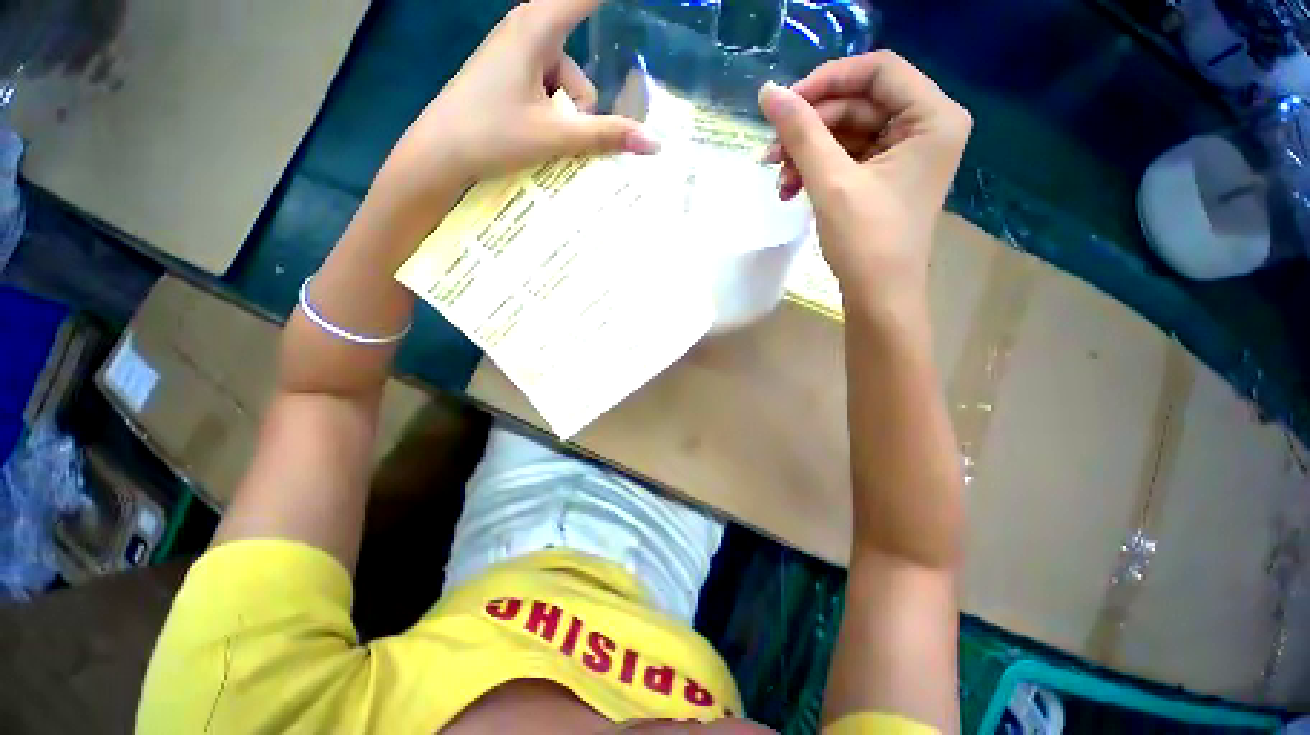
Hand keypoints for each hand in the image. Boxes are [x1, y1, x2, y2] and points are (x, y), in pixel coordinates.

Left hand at [372, 0, 657, 218]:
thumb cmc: (492, 134)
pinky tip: (535, 133)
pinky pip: (550, 90)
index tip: (644, 2)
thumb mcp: (556, 137)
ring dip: (566, 117)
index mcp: (538, 28)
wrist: (440, 152)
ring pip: (567, 85)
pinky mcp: (511, 74)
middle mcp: (529, 31)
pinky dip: (553, 115)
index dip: (609, 1)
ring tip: (543, 138)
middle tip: (566, 130)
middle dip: (581, 106)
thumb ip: (607, 137)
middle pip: (582, 65)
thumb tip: (654, 144)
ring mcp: (518, 54)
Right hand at [759, 51, 970, 316]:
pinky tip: (790, 190)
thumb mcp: (830, 182)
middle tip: (770, 152)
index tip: (785, 105)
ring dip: (807, 153)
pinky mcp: (886, 177)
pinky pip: (847, 157)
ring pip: (847, 133)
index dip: (828, 80)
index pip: (878, 70)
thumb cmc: (865, 241)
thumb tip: (768, 92)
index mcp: (933, 117)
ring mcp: (906, 153)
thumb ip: (801, 132)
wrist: (878, 297)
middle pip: (858, 103)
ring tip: (777, 181)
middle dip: (810, 128)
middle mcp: (926, 127)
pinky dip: (816, 170)